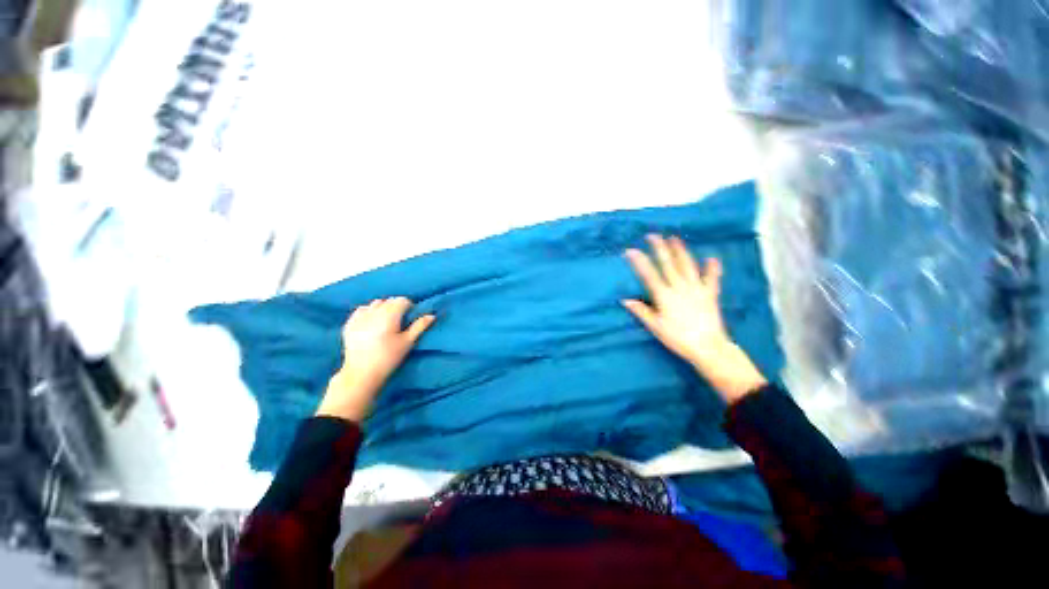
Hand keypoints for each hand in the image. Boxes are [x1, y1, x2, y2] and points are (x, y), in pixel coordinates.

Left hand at [315, 297, 434, 420]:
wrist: (361, 374)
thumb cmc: (389, 358)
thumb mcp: (407, 342)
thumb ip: (419, 326)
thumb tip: (431, 315)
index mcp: (389, 316)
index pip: (402, 300)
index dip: (409, 307)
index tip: (410, 318)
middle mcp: (373, 313)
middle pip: (389, 300)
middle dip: (396, 307)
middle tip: (399, 322)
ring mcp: (359, 318)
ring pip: (375, 304)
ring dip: (382, 308)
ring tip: (385, 322)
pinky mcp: (349, 324)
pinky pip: (361, 310)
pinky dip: (368, 312)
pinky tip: (370, 324)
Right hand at [623, 235, 766, 402]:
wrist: (708, 347)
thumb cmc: (678, 337)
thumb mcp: (655, 327)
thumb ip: (641, 311)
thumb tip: (625, 300)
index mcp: (664, 296)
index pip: (649, 274)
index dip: (639, 261)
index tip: (631, 250)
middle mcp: (680, 287)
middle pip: (668, 264)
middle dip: (659, 248)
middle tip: (653, 235)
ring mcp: (696, 289)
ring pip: (687, 265)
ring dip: (680, 251)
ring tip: (674, 238)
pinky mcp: (710, 294)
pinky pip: (712, 278)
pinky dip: (712, 268)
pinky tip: (712, 258)